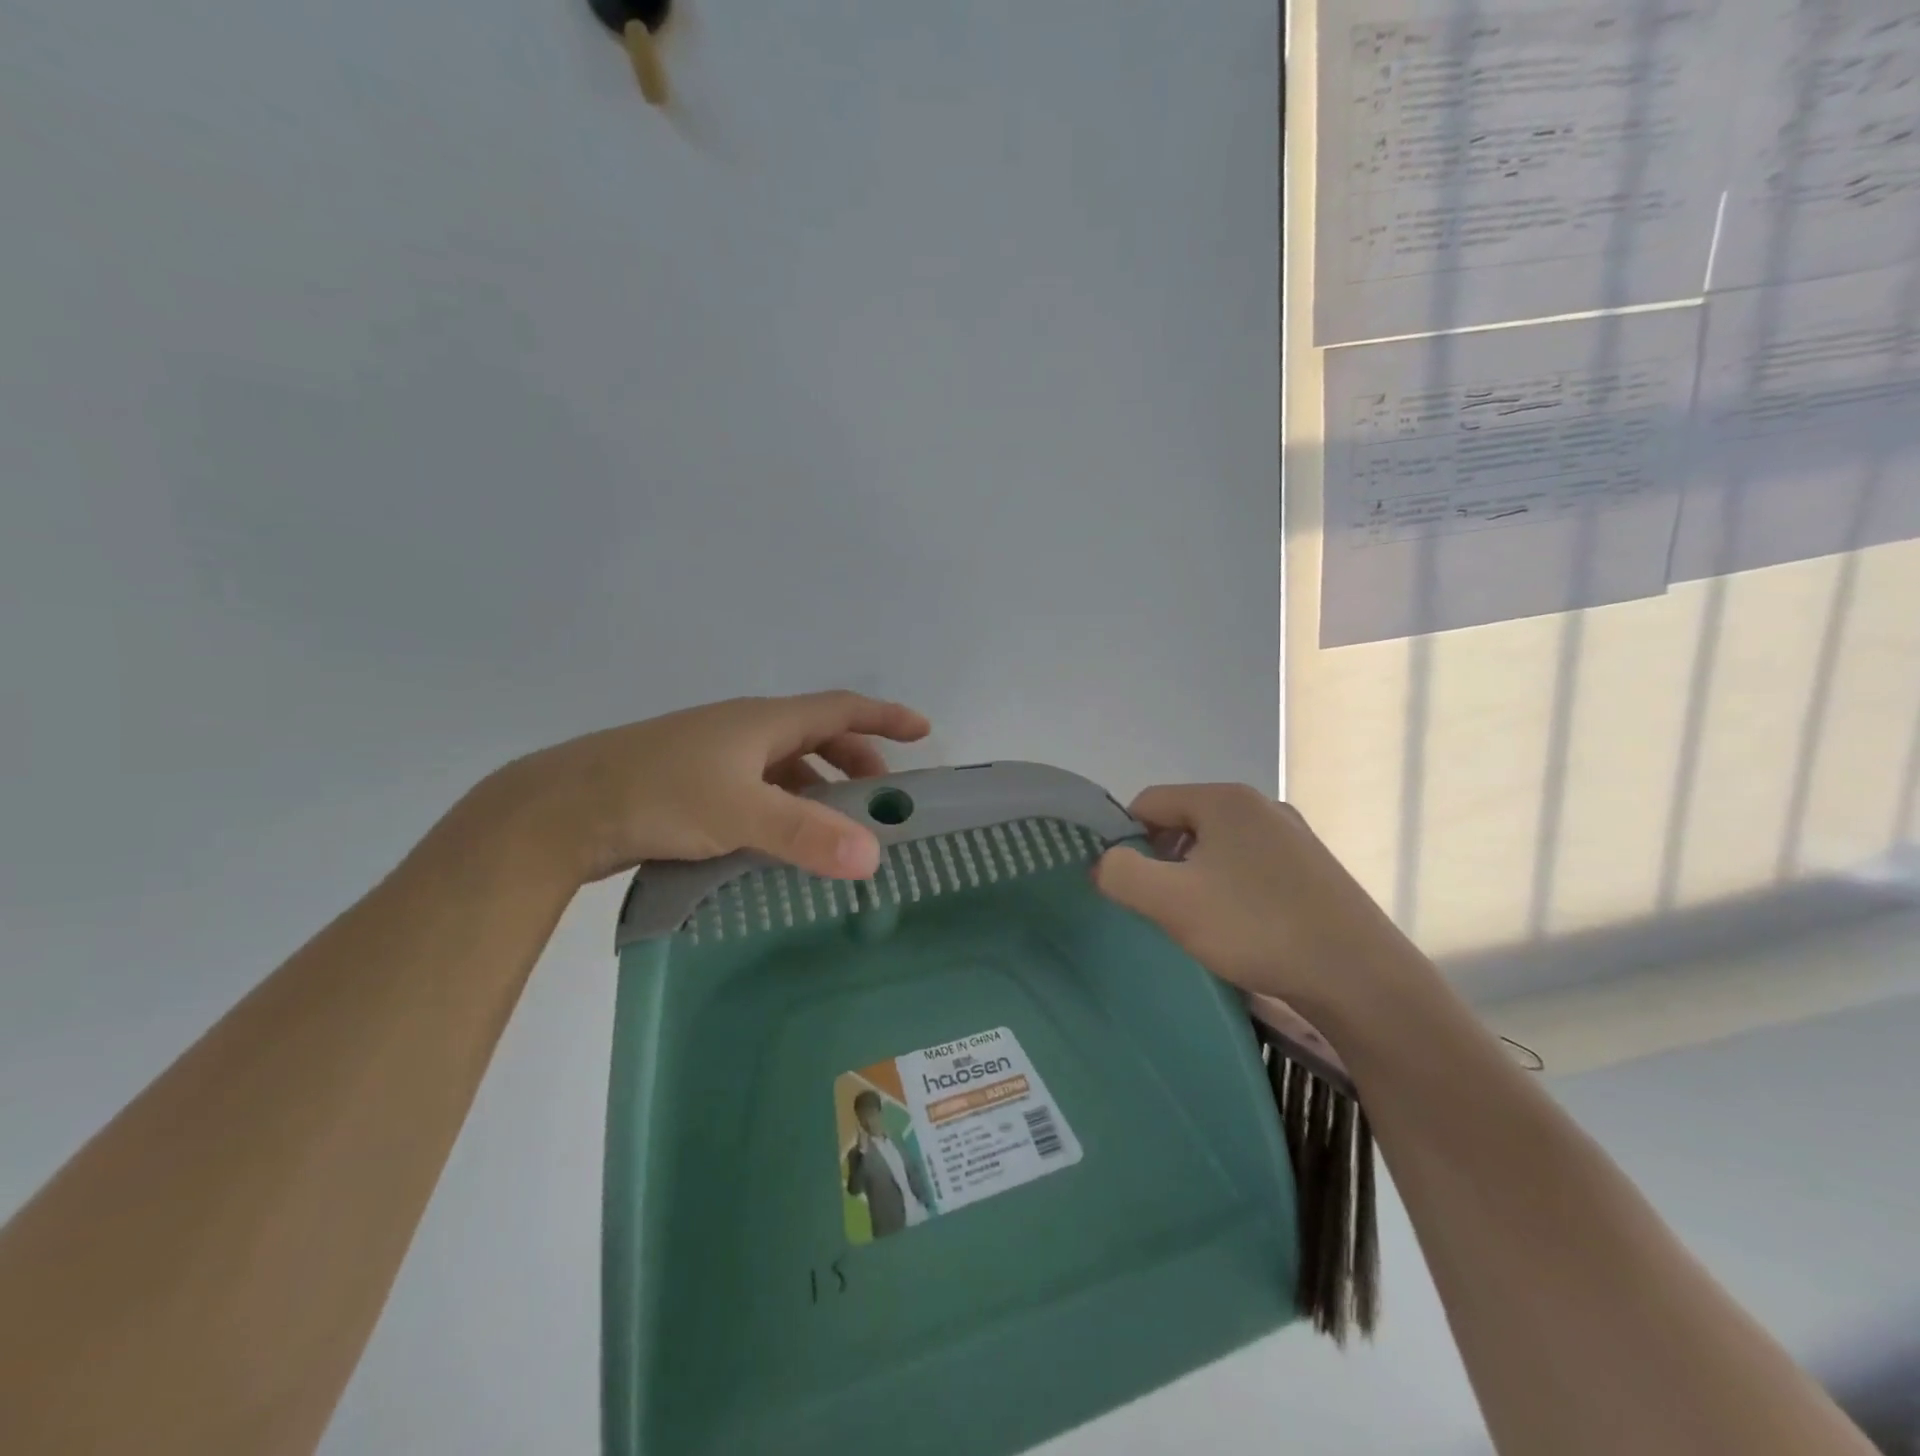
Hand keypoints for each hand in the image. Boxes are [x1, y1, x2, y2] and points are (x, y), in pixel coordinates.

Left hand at [466, 691, 931, 885]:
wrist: (562, 808)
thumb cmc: (659, 795)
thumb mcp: (740, 814)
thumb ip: (806, 836)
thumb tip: (873, 858)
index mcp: (763, 721)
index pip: (841, 708)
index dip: (885, 718)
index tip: (923, 731)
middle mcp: (744, 729)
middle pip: (817, 734)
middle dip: (856, 760)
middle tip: (881, 797)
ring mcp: (714, 754)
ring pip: (785, 763)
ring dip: (820, 785)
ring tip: (838, 823)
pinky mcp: (692, 782)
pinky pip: (758, 785)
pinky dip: (785, 803)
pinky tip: (781, 835)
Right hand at [1092, 784, 1427, 1021]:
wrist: (1360, 977)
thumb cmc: (1256, 928)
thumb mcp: (1171, 901)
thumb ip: (1121, 874)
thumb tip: (1104, 863)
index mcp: (1224, 799)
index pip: (1149, 803)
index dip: (1126, 840)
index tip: (1129, 885)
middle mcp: (1261, 806)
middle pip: (1184, 823)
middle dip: (1164, 861)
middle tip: (1164, 907)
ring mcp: (1294, 836)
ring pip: (1219, 847)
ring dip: (1198, 877)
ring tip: (1203, 922)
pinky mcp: (1314, 868)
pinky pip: (1252, 867)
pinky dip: (1234, 890)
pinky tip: (1244, 928)